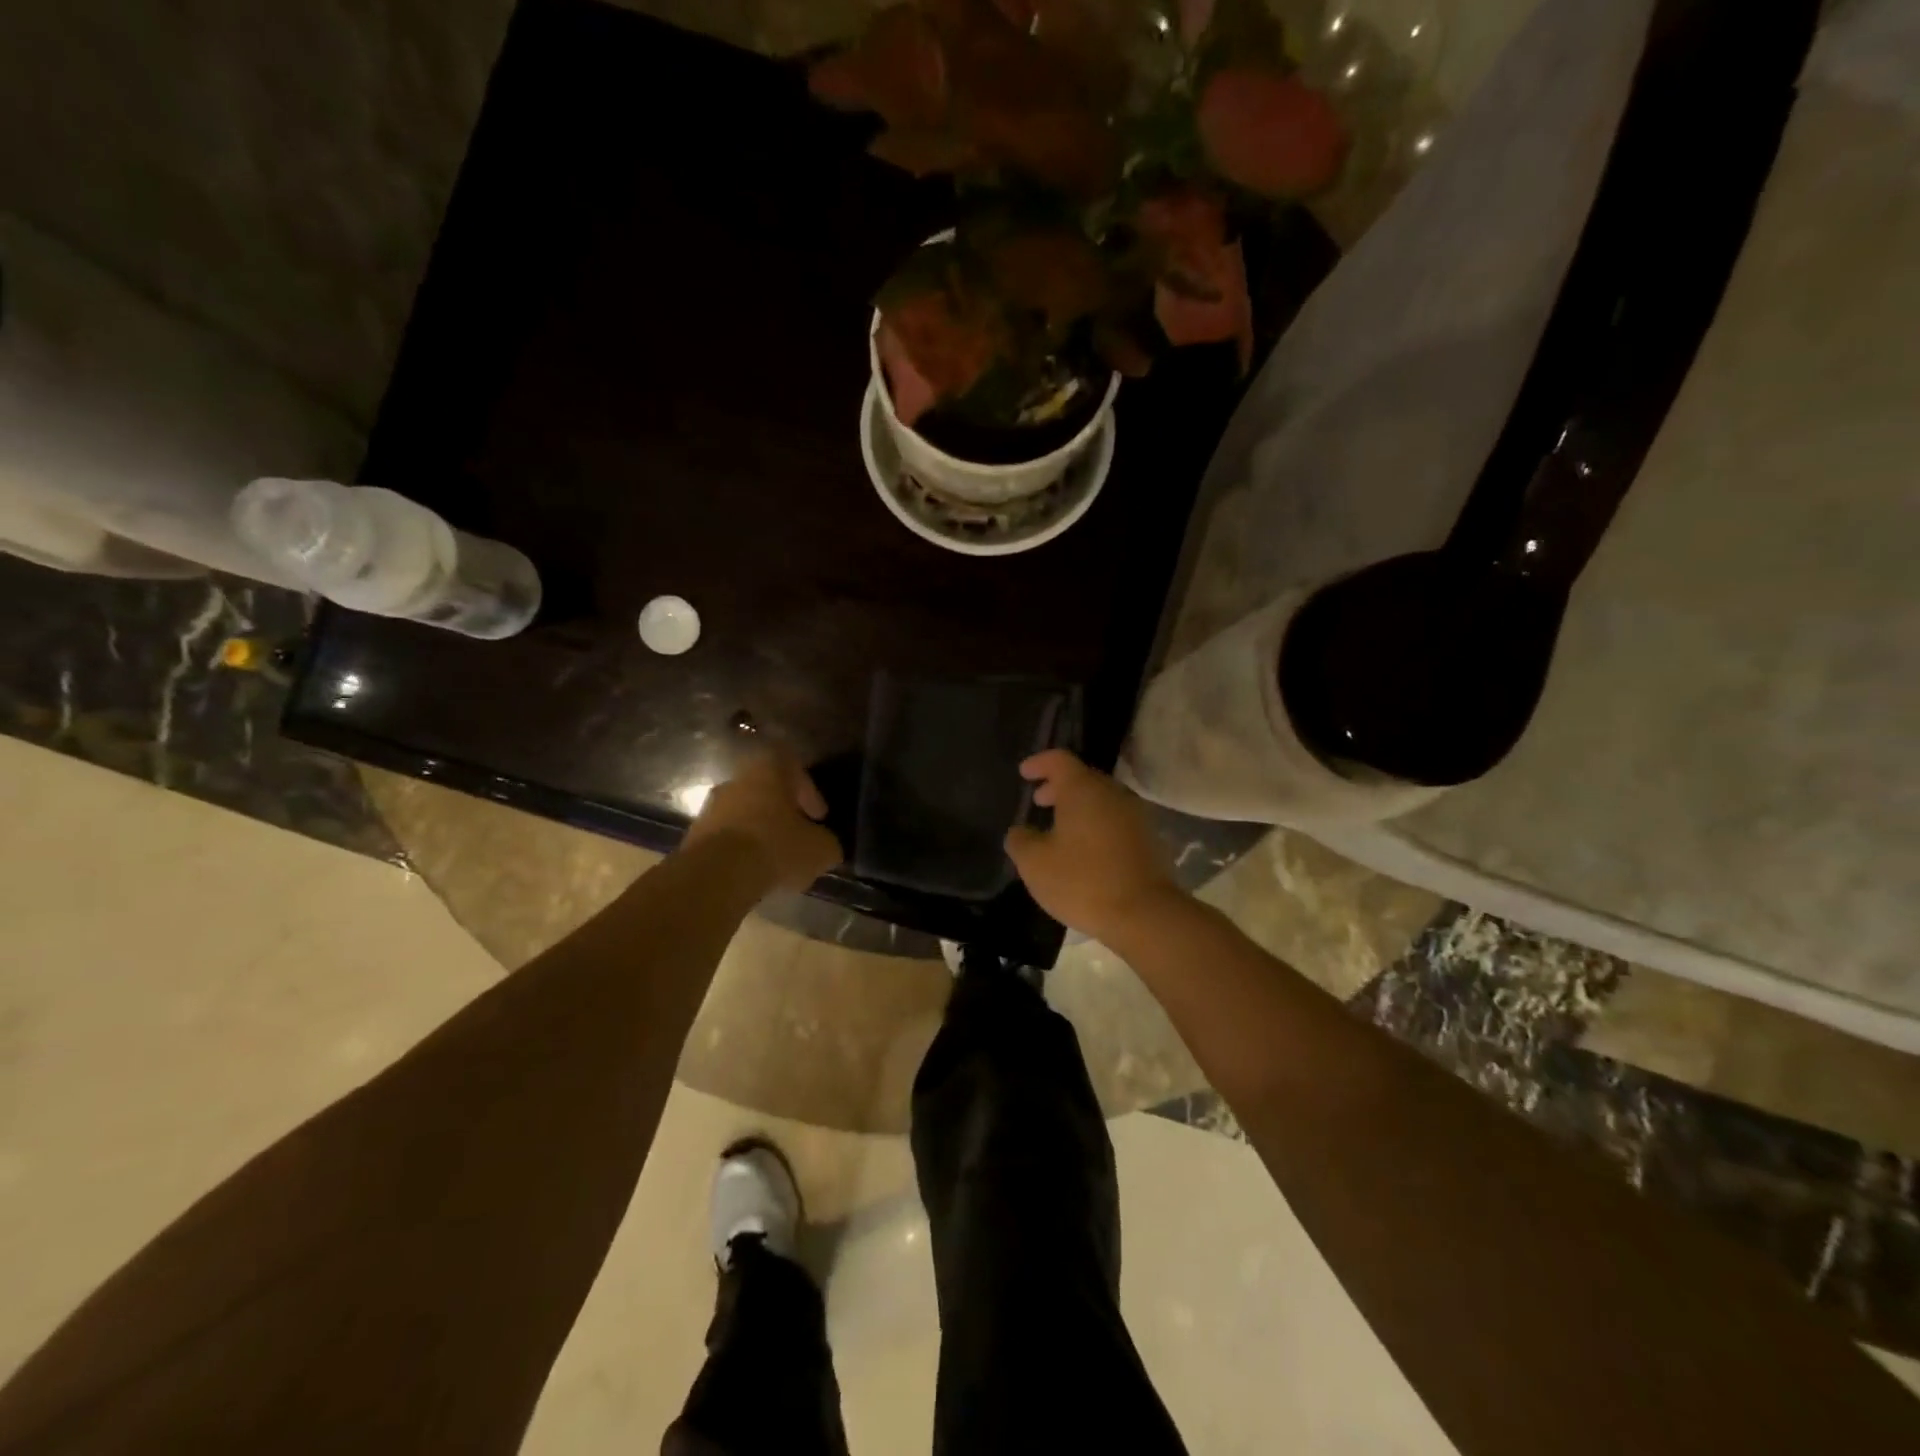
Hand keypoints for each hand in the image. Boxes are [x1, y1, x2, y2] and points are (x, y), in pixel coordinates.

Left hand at [682, 751, 841, 891]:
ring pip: (744, 813)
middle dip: (783, 812)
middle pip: (766, 790)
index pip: (792, 765)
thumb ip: (827, 843)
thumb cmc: (775, 847)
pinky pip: (726, 837)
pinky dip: (740, 850)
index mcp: (769, 771)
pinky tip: (752, 872)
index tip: (817, 816)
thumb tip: (826, 846)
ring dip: (760, 831)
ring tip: (776, 860)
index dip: (808, 790)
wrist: (716, 876)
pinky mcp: (695, 836)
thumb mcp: (820, 849)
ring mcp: (711, 807)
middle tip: (798, 836)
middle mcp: (737, 780)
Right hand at [1004, 749, 1185, 943]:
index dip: (1039, 763)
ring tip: (1060, 828)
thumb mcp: (1035, 864)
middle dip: (1059, 787)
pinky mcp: (1149, 839)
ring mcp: (1136, 816)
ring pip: (1102, 800)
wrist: (1145, 914)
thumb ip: (1020, 841)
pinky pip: (1116, 821)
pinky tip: (1085, 850)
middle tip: (1040, 801)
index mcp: (1083, 789)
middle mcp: (1113, 793)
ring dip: (1079, 808)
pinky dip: (1096, 825)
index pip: (1059, 760)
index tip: (1024, 773)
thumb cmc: (1083, 881)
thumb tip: (1020, 832)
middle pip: (1083, 778)